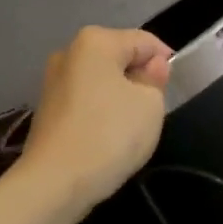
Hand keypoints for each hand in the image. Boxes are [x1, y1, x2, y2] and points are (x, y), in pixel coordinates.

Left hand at [17, 26, 171, 214]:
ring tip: (132, 128)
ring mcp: (53, 82)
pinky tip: (108, 138)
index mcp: (95, 41)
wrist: (55, 182)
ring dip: (120, 98)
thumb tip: (151, 67)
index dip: (165, 60)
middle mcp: (69, 53)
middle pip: (118, 58)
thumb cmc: (110, 135)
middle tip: (155, 110)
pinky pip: (85, 102)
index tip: (175, 87)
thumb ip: (155, 79)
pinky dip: (100, 113)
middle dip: (139, 78)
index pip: (144, 41)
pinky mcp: (46, 111)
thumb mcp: (150, 105)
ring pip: (101, 81)